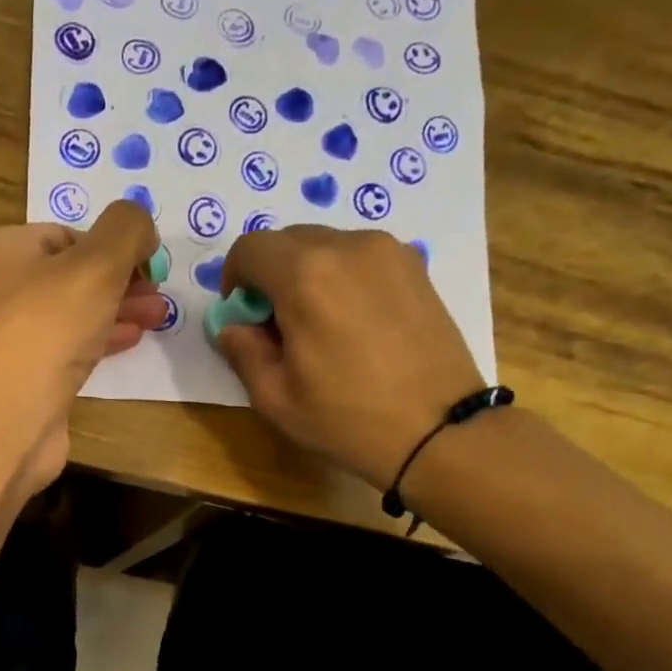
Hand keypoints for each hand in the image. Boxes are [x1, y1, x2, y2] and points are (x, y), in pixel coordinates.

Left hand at [0, 202, 165, 486]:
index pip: (68, 234)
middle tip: (160, 295)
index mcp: (8, 250)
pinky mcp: (29, 379)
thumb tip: (141, 225)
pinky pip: (70, 350)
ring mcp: (14, 338)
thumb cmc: (47, 328)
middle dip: (122, 282)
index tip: (148, 264)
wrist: (6, 418)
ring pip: (75, 314)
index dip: (112, 245)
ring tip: (159, 317)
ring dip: (118, 311)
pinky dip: (101, 342)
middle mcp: (4, 290)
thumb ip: (126, 231)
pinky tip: (131, 342)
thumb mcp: (97, 263)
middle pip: (74, 275)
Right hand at [216, 227, 484, 490]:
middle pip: (289, 241)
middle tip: (277, 327)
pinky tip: (354, 325)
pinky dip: (343, 278)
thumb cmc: (347, 419)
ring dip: (308, 276)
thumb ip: (243, 351)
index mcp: (306, 276)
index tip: (243, 317)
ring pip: (327, 246)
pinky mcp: (416, 267)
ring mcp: (389, 252)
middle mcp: (348, 246)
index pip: (250, 248)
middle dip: (270, 276)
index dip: (234, 280)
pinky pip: (361, 258)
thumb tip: (233, 327)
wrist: (438, 430)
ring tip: (319, 328)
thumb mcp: (275, 397)